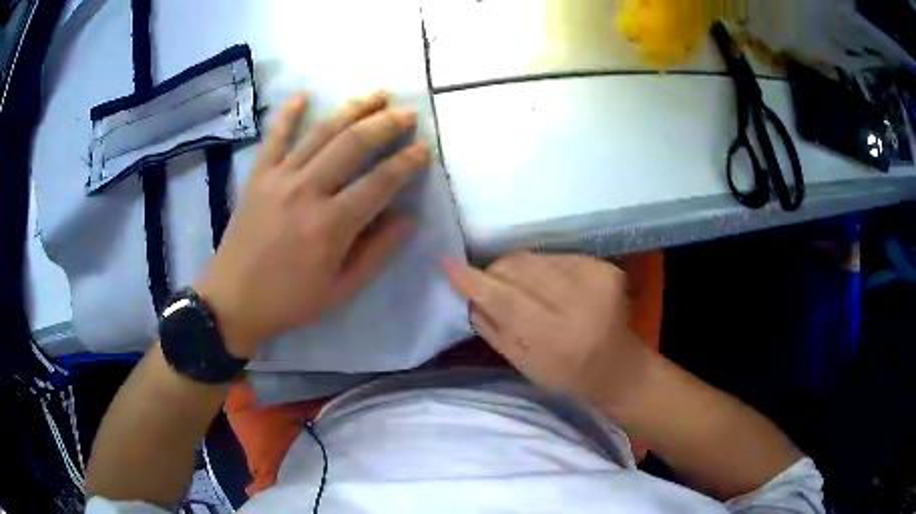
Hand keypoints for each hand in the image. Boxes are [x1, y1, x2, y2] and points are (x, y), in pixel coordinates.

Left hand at [195, 91, 428, 358]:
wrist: (232, 300)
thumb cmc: (289, 300)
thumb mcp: (340, 290)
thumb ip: (376, 253)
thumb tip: (407, 218)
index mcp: (330, 225)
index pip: (380, 183)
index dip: (406, 162)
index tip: (423, 148)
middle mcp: (306, 192)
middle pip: (353, 145)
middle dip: (385, 124)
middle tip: (407, 113)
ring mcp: (278, 179)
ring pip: (320, 133)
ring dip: (352, 109)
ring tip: (377, 94)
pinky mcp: (257, 176)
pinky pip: (274, 137)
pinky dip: (287, 114)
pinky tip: (302, 95)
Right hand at [442, 252, 650, 403]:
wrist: (616, 366)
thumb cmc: (563, 374)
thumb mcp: (521, 362)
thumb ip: (491, 327)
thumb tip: (467, 293)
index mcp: (554, 337)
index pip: (504, 300)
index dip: (473, 280)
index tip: (446, 263)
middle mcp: (578, 304)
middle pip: (519, 268)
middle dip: (497, 272)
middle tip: (493, 286)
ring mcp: (596, 281)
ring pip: (535, 258)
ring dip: (521, 270)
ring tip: (529, 291)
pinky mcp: (606, 268)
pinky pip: (557, 256)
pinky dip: (546, 268)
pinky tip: (554, 287)